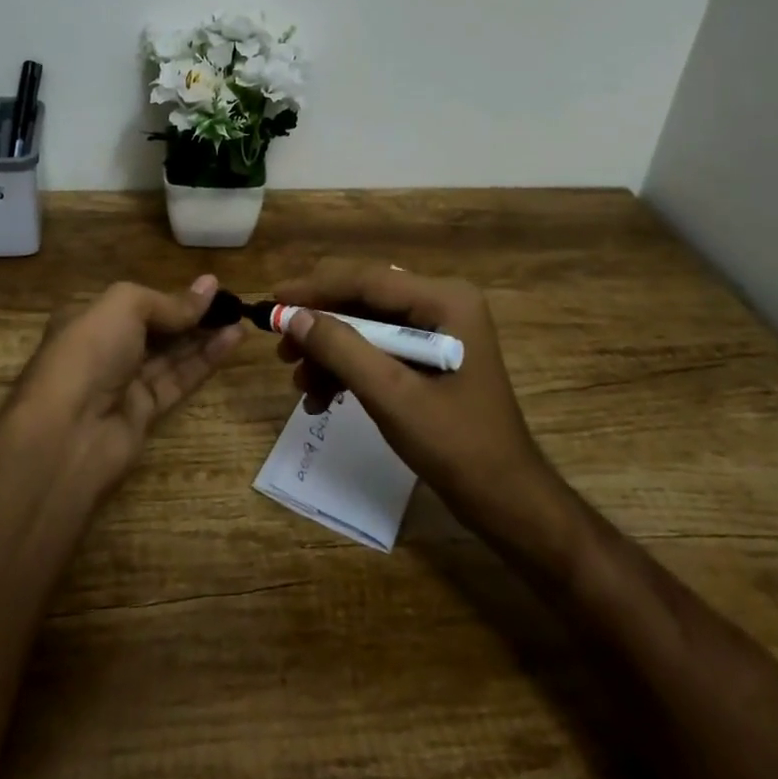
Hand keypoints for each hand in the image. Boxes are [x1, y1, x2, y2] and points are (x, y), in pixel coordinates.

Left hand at [8, 274, 243, 491]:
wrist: (67, 434)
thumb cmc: (89, 354)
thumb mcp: (124, 306)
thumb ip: (168, 301)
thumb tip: (208, 287)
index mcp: (88, 319)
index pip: (135, 303)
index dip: (170, 295)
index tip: (209, 288)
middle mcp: (104, 350)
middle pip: (155, 328)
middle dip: (190, 315)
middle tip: (231, 302)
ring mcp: (123, 383)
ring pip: (171, 355)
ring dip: (204, 336)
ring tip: (240, 318)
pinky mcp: (144, 413)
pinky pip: (179, 380)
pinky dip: (205, 360)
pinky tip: (233, 340)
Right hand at [271, 261, 552, 533]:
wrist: (504, 499)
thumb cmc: (455, 445)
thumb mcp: (391, 395)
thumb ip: (341, 349)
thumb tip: (293, 316)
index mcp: (444, 300)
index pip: (367, 280)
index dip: (314, 289)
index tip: (272, 301)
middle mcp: (442, 303)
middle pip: (363, 299)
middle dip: (320, 326)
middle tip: (281, 350)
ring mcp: (438, 329)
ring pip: (365, 326)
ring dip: (330, 353)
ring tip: (300, 386)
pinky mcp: (430, 356)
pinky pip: (378, 348)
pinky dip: (348, 369)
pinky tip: (322, 398)